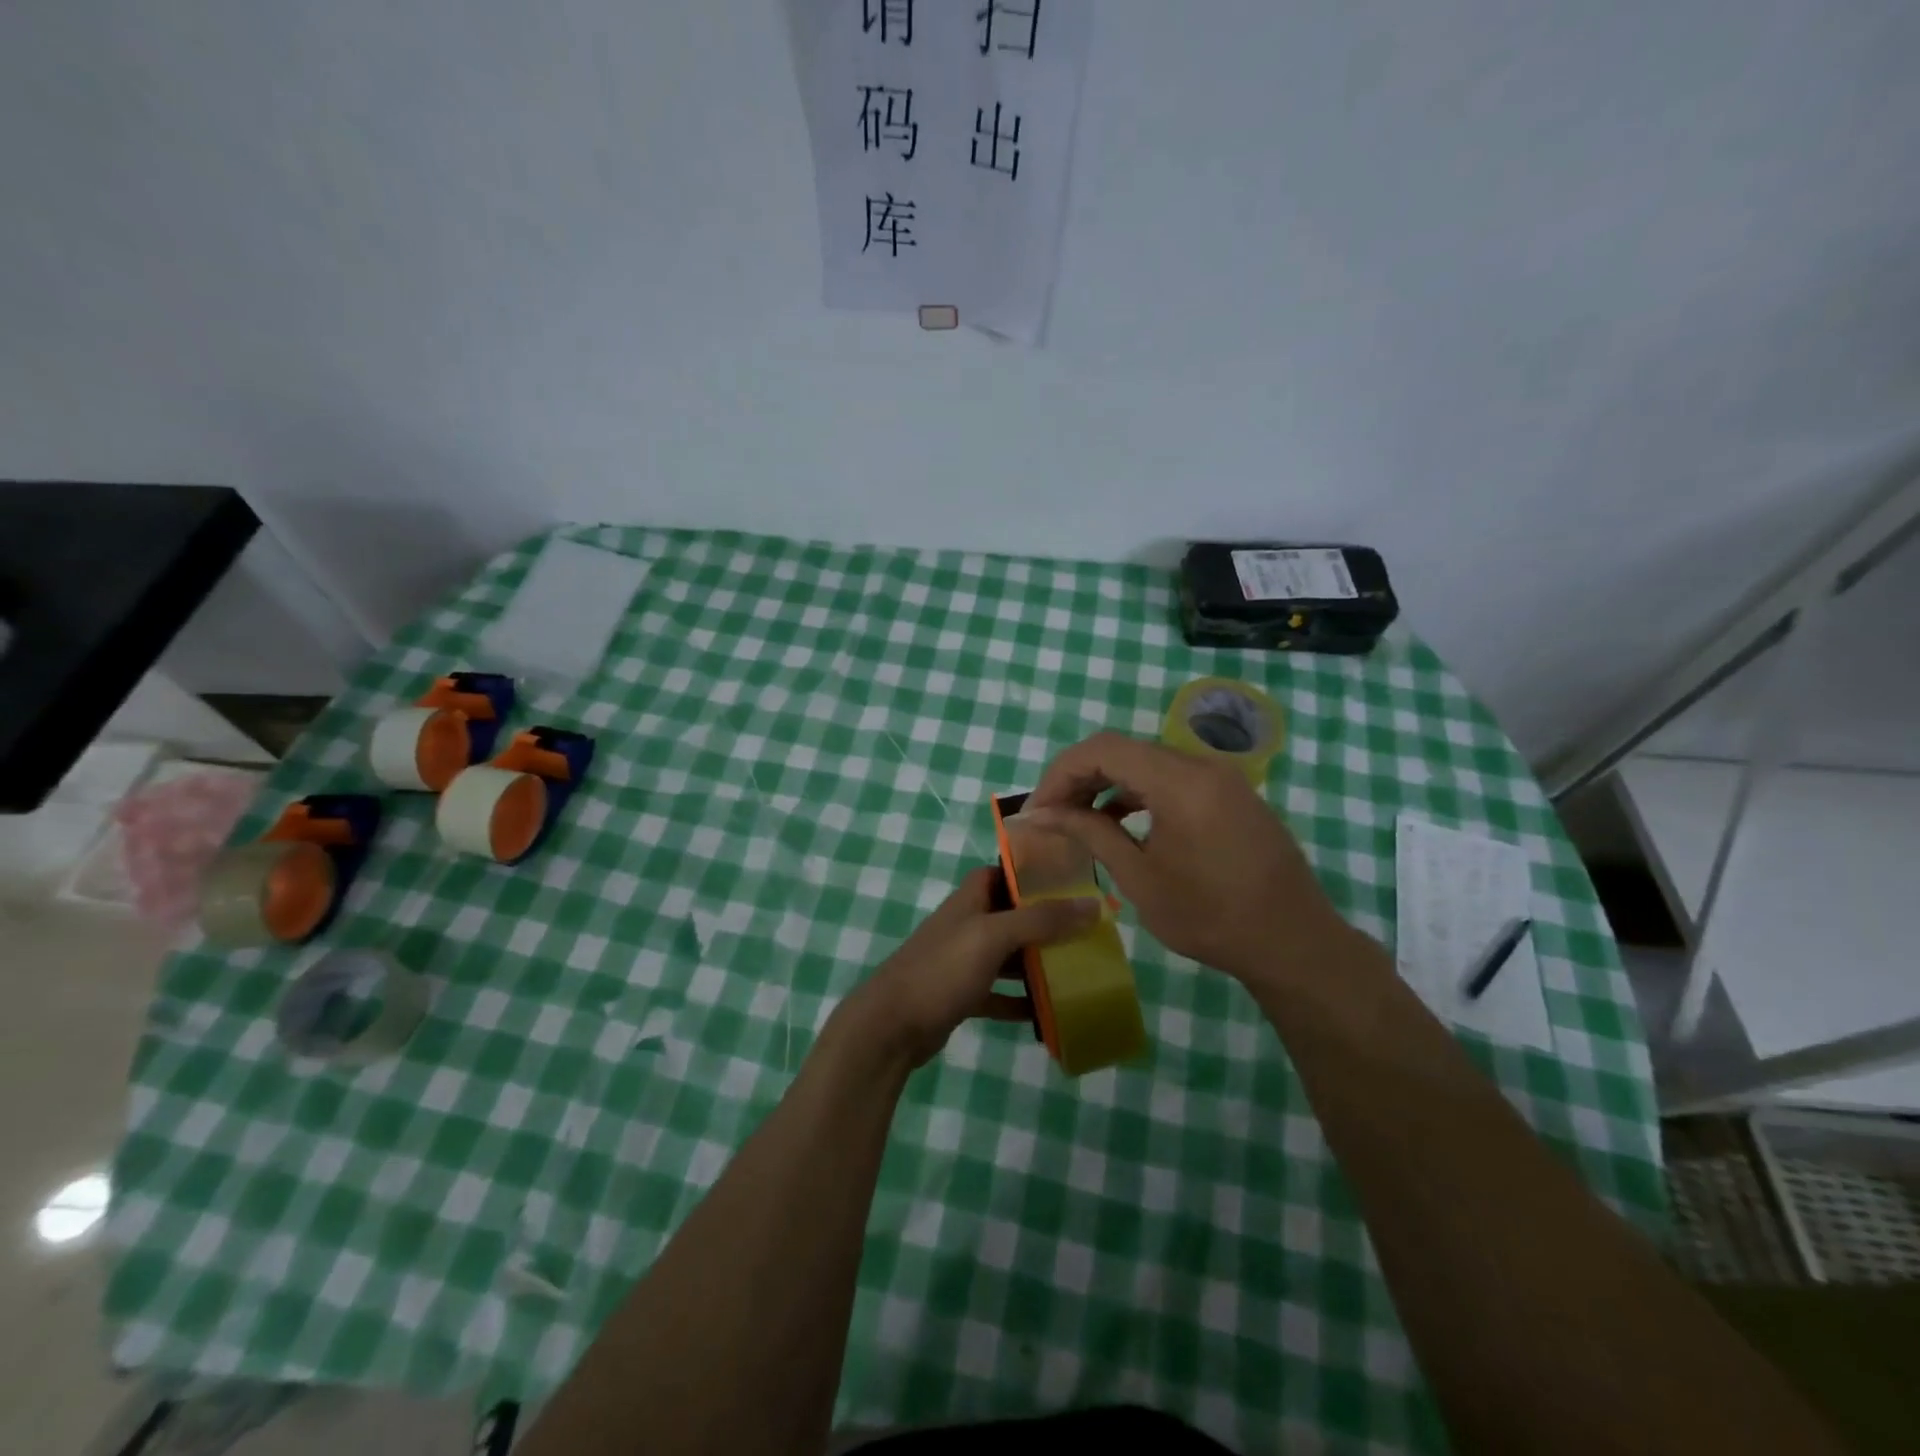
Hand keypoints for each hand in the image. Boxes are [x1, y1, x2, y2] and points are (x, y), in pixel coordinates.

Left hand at [844, 867, 1100, 1065]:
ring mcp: (962, 961)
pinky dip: (1019, 1001)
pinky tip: (1047, 1013)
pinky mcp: (961, 995)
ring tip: (1077, 968)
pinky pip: (998, 993)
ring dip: (1036, 962)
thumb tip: (1093, 903)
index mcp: (970, 900)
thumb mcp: (993, 937)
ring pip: (1007, 955)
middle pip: (1011, 914)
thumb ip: (1041, 919)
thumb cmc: (942, 969)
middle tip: (1085, 930)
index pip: (1002, 872)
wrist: (891, 1026)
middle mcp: (967, 925)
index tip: (1070, 880)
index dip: (1032, 873)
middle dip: (1045, 921)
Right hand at [1023, 732, 1351, 985]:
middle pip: (1124, 750)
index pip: (1102, 749)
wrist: (1293, 943)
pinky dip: (1140, 792)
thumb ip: (1091, 834)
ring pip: (1148, 762)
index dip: (1060, 774)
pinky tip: (1123, 823)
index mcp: (1180, 782)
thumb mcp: (1140, 878)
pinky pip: (1174, 778)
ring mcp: (1222, 777)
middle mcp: (1202, 766)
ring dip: (1109, 784)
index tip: (1039, 811)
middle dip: (1080, 778)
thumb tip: (1045, 814)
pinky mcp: (1232, 794)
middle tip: (1053, 816)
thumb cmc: (1210, 917)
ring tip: (1080, 820)